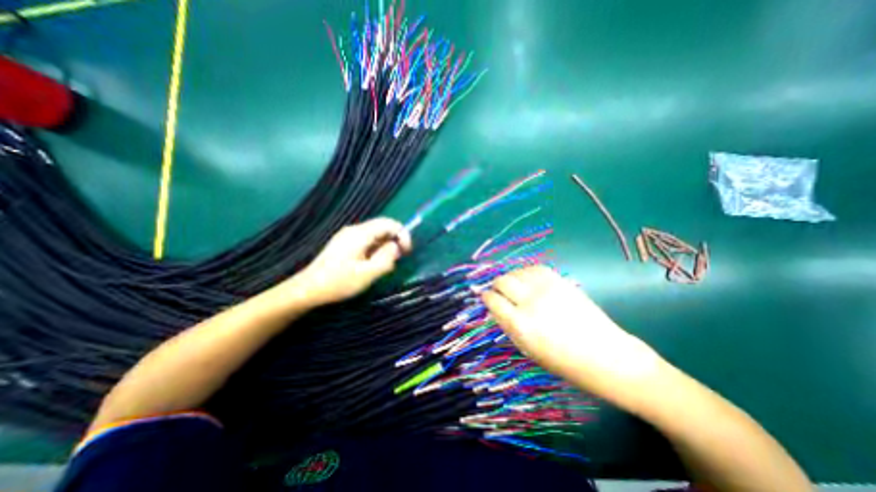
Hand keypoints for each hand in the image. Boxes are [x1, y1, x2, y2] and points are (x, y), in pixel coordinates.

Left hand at [289, 219, 411, 306]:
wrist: (308, 289)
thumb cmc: (338, 282)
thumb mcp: (367, 274)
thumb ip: (386, 259)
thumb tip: (396, 247)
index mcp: (360, 234)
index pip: (389, 223)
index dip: (402, 234)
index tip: (407, 251)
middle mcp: (354, 231)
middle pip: (382, 228)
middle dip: (394, 242)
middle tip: (397, 261)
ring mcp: (348, 237)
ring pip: (375, 236)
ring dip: (385, 248)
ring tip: (384, 267)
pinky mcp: (345, 245)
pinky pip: (367, 242)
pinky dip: (376, 251)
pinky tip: (372, 266)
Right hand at [483, 266, 667, 411]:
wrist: (608, 356)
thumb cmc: (565, 363)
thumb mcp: (529, 350)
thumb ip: (509, 326)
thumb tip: (496, 308)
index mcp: (521, 325)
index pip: (493, 301)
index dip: (487, 297)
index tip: (486, 297)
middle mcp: (531, 303)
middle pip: (503, 281)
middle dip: (496, 285)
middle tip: (498, 291)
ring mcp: (547, 289)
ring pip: (517, 272)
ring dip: (511, 278)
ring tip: (514, 286)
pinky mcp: (561, 282)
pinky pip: (534, 268)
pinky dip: (526, 272)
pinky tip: (527, 280)